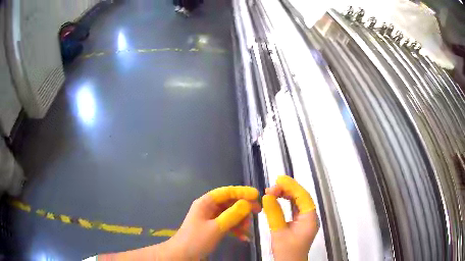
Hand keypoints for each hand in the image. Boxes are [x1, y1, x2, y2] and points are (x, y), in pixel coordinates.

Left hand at [162, 186, 260, 259]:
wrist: (183, 255)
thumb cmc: (196, 240)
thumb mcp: (216, 228)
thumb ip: (232, 215)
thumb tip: (247, 203)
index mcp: (206, 203)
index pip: (226, 192)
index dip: (242, 192)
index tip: (256, 195)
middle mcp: (208, 208)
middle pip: (230, 202)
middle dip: (244, 207)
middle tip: (258, 211)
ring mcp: (211, 218)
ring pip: (230, 214)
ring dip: (241, 220)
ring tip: (247, 229)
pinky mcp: (213, 228)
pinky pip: (228, 224)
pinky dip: (236, 229)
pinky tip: (243, 237)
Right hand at [263, 175, 318, 260]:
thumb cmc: (286, 251)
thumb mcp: (279, 232)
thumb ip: (274, 214)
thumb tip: (267, 196)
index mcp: (309, 218)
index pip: (303, 197)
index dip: (292, 186)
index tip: (279, 179)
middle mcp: (310, 217)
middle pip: (301, 197)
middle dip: (287, 189)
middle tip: (271, 187)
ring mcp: (305, 220)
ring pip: (297, 202)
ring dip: (285, 195)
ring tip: (271, 192)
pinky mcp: (299, 223)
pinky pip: (294, 208)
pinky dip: (285, 202)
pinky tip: (276, 199)